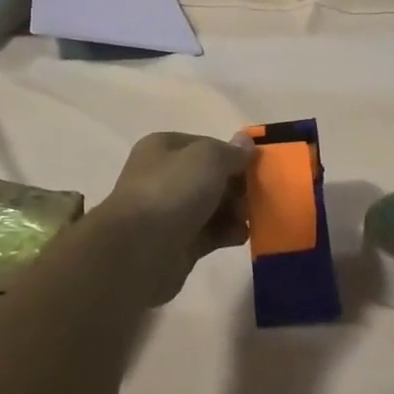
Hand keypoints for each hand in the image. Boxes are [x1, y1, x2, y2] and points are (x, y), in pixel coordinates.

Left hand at [95, 131, 253, 304]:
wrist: (137, 251)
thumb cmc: (172, 191)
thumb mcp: (209, 158)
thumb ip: (232, 151)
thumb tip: (246, 142)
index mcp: (165, 148)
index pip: (207, 145)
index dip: (233, 154)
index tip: (256, 167)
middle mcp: (165, 177)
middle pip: (211, 177)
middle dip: (237, 185)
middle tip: (256, 195)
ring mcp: (170, 212)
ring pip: (213, 206)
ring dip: (235, 210)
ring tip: (248, 217)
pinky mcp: (178, 244)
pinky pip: (211, 233)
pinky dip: (228, 233)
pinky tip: (240, 235)